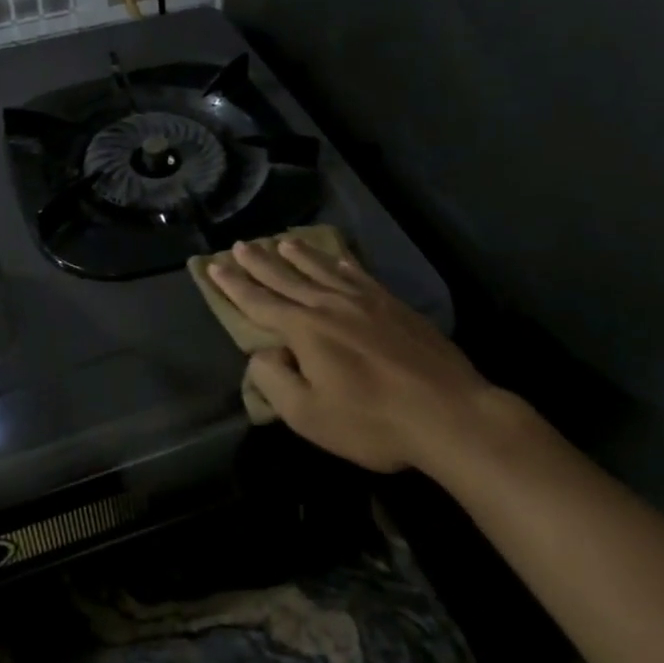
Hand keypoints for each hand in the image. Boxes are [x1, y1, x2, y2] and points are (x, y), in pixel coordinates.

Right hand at [207, 239, 493, 472]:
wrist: (448, 412)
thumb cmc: (373, 422)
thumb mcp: (310, 416)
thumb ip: (276, 382)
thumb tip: (262, 354)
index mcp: (304, 330)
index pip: (260, 302)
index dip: (235, 285)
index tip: (215, 266)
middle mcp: (329, 305)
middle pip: (286, 277)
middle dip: (260, 261)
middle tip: (241, 244)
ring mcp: (364, 301)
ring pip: (321, 269)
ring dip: (298, 255)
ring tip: (282, 241)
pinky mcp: (393, 305)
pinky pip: (357, 274)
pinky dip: (340, 263)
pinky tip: (337, 258)